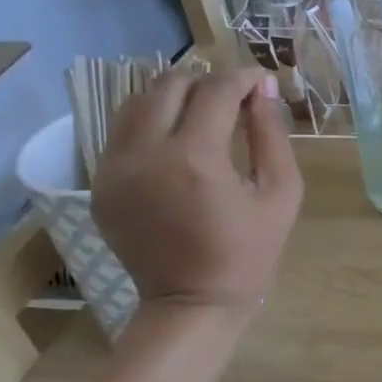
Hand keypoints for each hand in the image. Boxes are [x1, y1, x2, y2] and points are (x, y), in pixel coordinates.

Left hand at [92, 69, 302, 318]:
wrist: (192, 303)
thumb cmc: (249, 252)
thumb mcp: (281, 194)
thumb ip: (272, 136)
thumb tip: (264, 90)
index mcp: (196, 159)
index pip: (217, 91)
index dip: (244, 78)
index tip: (262, 82)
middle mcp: (146, 154)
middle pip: (169, 85)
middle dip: (206, 82)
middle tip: (233, 98)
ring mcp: (114, 169)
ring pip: (138, 103)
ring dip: (174, 97)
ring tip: (204, 113)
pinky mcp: (101, 184)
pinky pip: (123, 133)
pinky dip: (152, 124)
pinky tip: (178, 141)